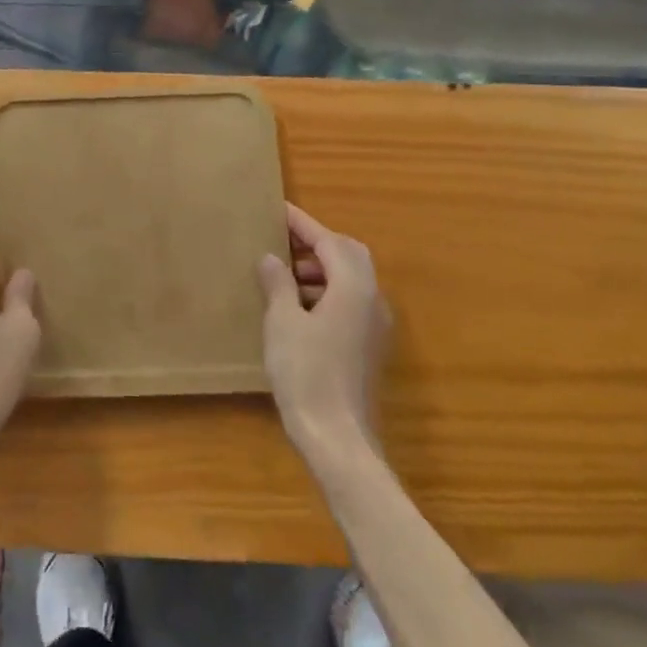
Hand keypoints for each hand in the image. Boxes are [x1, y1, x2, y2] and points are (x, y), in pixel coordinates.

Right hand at [258, 203, 389, 469]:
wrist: (338, 437)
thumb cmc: (306, 373)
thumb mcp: (282, 322)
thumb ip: (278, 284)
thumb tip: (271, 258)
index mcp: (353, 287)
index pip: (329, 241)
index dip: (302, 224)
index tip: (279, 208)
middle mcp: (372, 299)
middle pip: (349, 254)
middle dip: (317, 243)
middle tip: (283, 241)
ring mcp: (375, 324)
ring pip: (352, 279)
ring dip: (321, 268)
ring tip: (284, 274)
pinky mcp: (369, 345)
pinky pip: (351, 301)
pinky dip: (327, 291)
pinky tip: (298, 306)